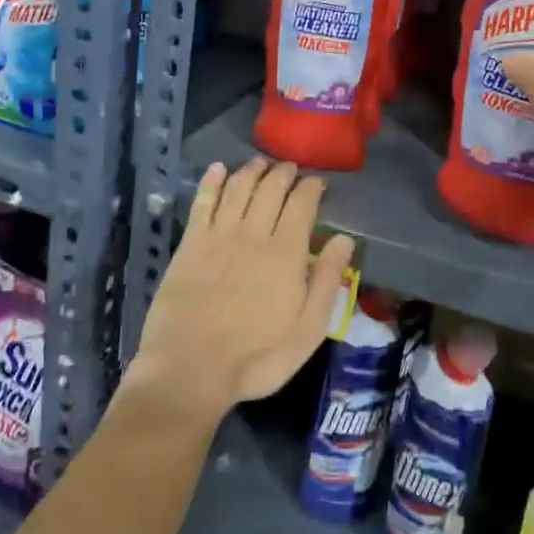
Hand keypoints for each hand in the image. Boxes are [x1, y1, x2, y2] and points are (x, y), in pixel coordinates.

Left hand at [128, 158, 353, 426]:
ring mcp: (218, 236)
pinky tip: (217, 169)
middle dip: (283, 173)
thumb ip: (327, 282)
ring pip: (238, 188)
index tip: (317, 182)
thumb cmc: (257, 358)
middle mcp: (253, 234)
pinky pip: (202, 202)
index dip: (311, 187)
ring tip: (260, 164)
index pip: (302, 204)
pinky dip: (211, 182)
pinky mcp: (189, 244)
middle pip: (270, 189)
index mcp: (286, 253)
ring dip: (251, 171)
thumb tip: (344, 240)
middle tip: (290, 168)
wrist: (189, 369)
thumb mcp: (308, 331)